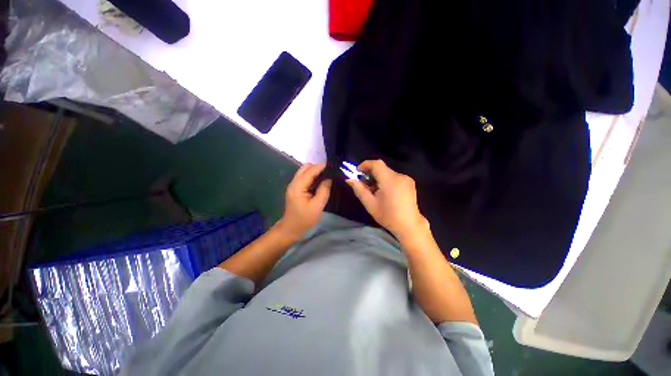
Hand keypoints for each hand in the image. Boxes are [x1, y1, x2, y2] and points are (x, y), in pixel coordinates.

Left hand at [277, 164, 331, 240]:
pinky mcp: (295, 189)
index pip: (310, 171)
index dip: (321, 167)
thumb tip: (329, 179)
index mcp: (298, 186)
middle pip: (305, 168)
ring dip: (315, 171)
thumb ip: (324, 191)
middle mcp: (294, 183)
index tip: (333, 166)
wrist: (290, 229)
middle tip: (330, 172)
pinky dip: (312, 176)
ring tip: (327, 175)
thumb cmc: (304, 219)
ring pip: (304, 172)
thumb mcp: (317, 206)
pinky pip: (304, 178)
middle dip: (317, 167)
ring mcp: (294, 186)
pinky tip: (320, 181)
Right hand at [346, 159, 428, 241]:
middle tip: (365, 185)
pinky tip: (386, 192)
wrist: (409, 225)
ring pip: (387, 172)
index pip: (376, 164)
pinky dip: (386, 180)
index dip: (365, 165)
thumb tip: (349, 179)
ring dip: (379, 178)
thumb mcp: (370, 204)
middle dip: (371, 173)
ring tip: (375, 191)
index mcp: (390, 181)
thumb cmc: (388, 216)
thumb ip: (359, 189)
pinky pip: (394, 177)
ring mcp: (406, 179)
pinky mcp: (410, 182)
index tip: (358, 172)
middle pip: (382, 168)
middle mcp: (400, 176)